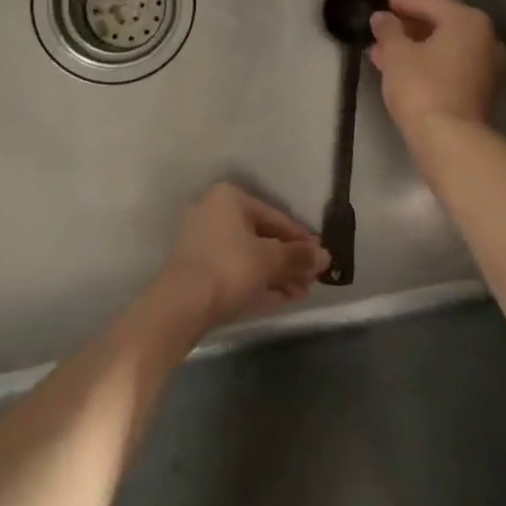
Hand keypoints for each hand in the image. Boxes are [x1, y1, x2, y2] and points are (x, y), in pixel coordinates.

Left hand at [156, 183, 329, 331]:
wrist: (179, 307)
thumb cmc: (229, 268)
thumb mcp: (271, 260)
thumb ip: (300, 256)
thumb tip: (326, 256)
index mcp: (229, 199)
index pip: (276, 216)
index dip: (301, 238)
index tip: (320, 257)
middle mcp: (214, 215)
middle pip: (262, 238)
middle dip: (290, 260)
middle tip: (313, 278)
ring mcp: (203, 245)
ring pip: (250, 257)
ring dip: (278, 274)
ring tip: (302, 293)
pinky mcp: (198, 272)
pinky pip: (236, 273)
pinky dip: (259, 283)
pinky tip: (283, 299)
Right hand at [369, 0, 505, 137]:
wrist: (451, 141)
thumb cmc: (422, 87)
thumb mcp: (397, 54)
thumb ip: (388, 30)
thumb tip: (382, 17)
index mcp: (469, 21)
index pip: (429, 3)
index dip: (401, 3)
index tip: (380, 5)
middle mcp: (487, 39)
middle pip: (441, 25)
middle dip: (407, 29)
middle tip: (379, 32)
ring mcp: (489, 67)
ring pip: (445, 49)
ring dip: (415, 49)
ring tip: (382, 54)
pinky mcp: (483, 92)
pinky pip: (451, 67)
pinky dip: (429, 65)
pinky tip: (402, 72)